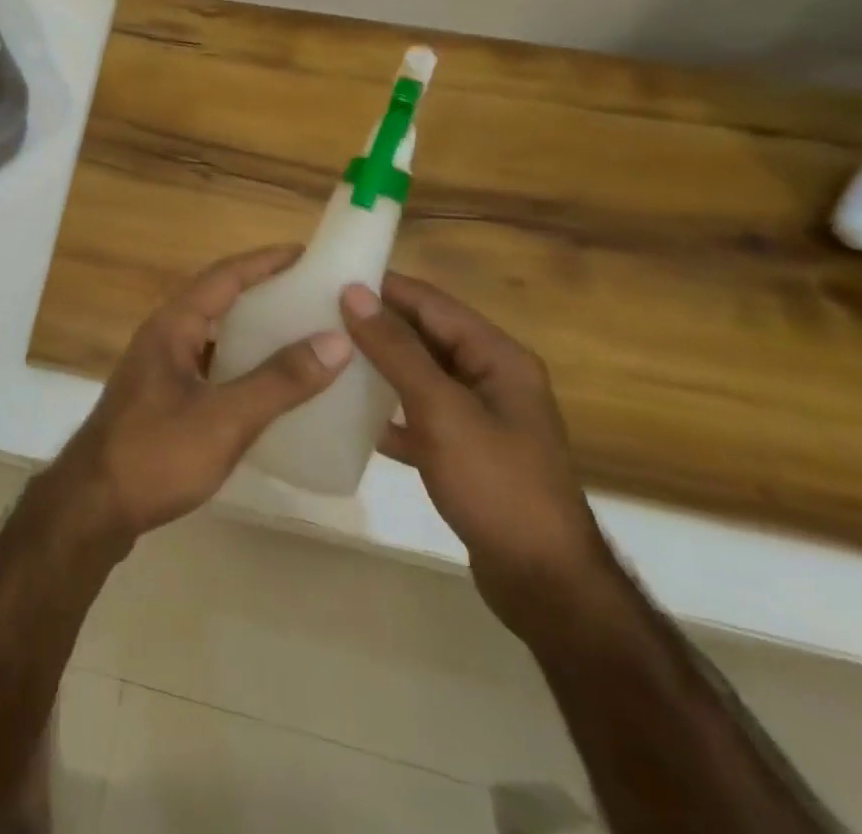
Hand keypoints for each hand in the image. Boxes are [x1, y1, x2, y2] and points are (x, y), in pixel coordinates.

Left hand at [48, 245, 352, 546]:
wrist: (92, 508)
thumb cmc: (156, 454)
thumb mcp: (225, 419)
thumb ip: (279, 381)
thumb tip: (335, 340)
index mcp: (173, 325)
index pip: (224, 276)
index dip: (264, 261)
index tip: (306, 253)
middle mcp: (163, 337)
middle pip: (218, 300)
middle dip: (263, 293)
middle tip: (311, 295)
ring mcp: (158, 369)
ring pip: (213, 336)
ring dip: (251, 332)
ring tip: (299, 337)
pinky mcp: (160, 400)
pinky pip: (208, 367)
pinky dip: (239, 367)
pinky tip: (266, 389)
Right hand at [340, 275, 614, 640]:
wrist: (544, 584)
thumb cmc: (496, 484)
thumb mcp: (441, 410)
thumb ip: (396, 350)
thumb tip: (354, 292)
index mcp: (497, 356)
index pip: (432, 302)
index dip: (384, 287)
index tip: (329, 278)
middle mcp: (491, 377)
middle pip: (426, 335)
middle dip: (376, 324)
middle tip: (317, 315)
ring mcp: (480, 416)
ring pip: (420, 375)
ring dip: (379, 366)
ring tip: (326, 355)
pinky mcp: (466, 451)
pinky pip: (419, 415)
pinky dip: (389, 412)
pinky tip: (351, 416)